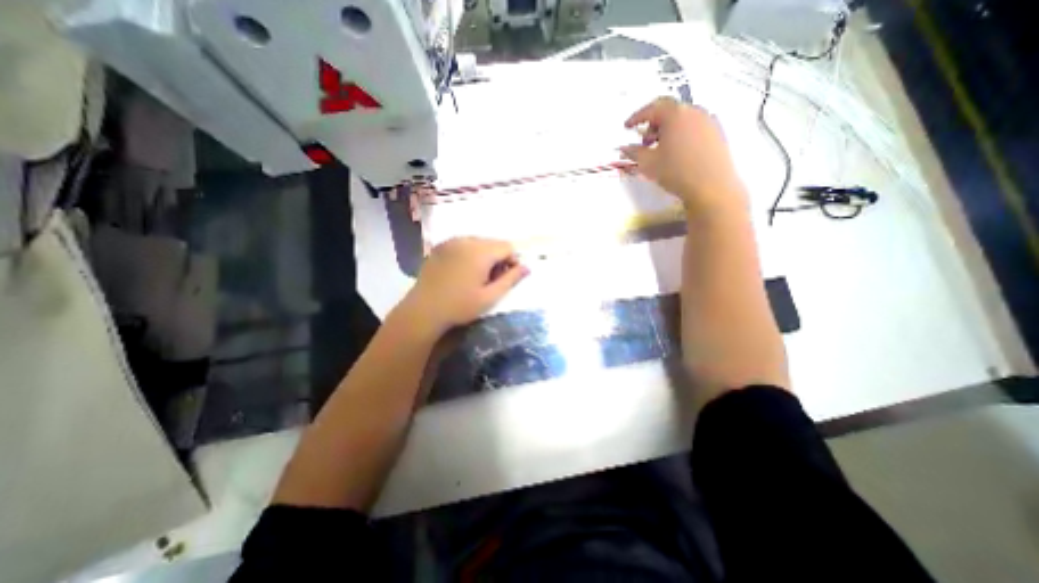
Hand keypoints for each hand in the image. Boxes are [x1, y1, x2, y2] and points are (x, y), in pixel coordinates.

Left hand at [399, 236, 527, 337]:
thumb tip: (527, 267)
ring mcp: (451, 242)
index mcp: (481, 252)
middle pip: (493, 243)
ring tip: (477, 276)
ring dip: (484, 256)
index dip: (513, 261)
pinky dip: (469, 254)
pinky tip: (462, 271)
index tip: (507, 278)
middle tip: (492, 280)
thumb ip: (511, 279)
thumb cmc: (460, 306)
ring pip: (478, 243)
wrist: (423, 310)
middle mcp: (466, 240)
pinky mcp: (440, 247)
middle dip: (498, 258)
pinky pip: (463, 244)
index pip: (507, 246)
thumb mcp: (490, 297)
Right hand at [615, 95, 746, 214]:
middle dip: (653, 123)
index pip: (652, 108)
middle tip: (644, 142)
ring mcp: (708, 120)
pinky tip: (677, 151)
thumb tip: (624, 147)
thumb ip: (634, 152)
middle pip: (669, 110)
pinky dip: (681, 133)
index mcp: (675, 114)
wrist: (711, 186)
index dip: (636, 117)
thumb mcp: (648, 163)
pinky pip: (694, 126)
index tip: (626, 127)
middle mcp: (693, 110)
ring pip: (682, 118)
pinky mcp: (717, 132)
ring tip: (660, 149)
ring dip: (667, 129)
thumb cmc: (675, 172)